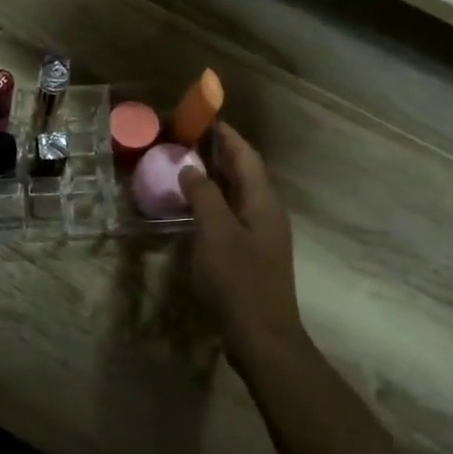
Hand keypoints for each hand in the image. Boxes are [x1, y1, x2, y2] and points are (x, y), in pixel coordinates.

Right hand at [180, 124, 305, 368]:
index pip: (245, 156)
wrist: (262, 336)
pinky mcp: (251, 254)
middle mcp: (266, 212)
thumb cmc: (239, 280)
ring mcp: (261, 235)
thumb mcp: (216, 233)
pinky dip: (214, 202)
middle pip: (244, 172)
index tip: (203, 117)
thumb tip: (191, 167)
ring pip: (238, 194)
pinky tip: (194, 208)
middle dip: (219, 152)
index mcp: (263, 202)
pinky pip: (232, 214)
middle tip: (187, 139)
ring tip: (186, 166)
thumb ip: (204, 196)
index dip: (226, 135)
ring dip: (215, 177)